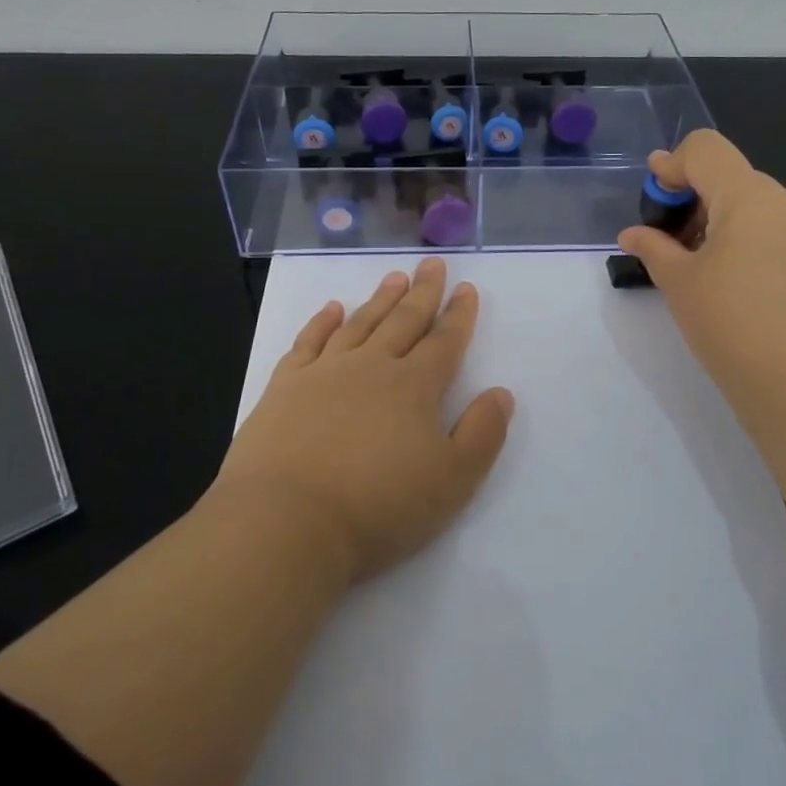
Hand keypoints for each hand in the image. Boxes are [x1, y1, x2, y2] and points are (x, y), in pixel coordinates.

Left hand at [216, 257, 515, 584]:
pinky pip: (308, 342)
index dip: (459, 315)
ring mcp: (324, 373)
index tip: (466, 288)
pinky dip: (321, 322)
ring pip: (360, 324)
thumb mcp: (453, 481)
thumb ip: (482, 433)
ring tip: (394, 277)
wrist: (286, 521)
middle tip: (432, 264)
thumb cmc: (378, 506)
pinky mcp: (284, 387)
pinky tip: (332, 308)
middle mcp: (372, 367)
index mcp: (414, 387)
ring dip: (379, 300)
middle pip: (403, 321)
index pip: (444, 342)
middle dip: (422, 292)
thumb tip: (501, 393)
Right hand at [618, 131, 785, 448]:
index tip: (656, 199)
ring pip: (766, 213)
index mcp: (749, 197)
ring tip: (715, 275)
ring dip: (733, 227)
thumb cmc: (733, 326)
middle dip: (700, 202)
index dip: (672, 164)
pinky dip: (764, 251)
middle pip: (736, 181)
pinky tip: (756, 297)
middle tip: (677, 245)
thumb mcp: (680, 285)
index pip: (705, 149)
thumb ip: (654, 249)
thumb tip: (633, 234)